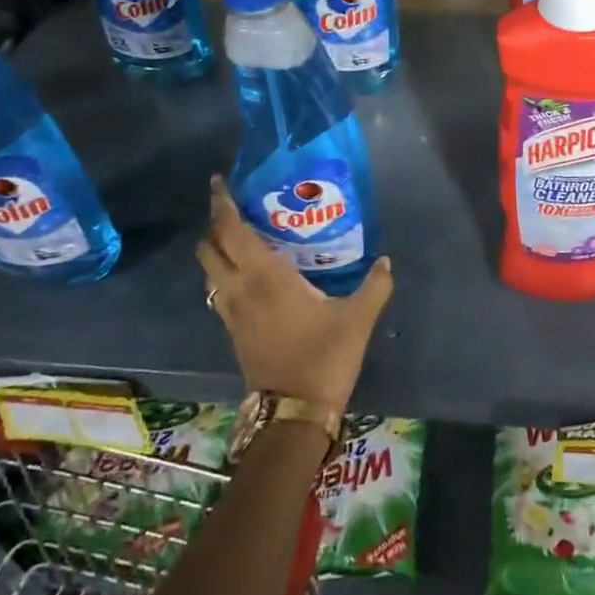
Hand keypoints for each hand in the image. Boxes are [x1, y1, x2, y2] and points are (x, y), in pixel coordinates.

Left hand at [197, 177, 393, 414]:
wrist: (293, 412)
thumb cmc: (324, 357)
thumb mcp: (358, 318)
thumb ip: (374, 285)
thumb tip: (385, 261)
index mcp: (265, 276)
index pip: (231, 231)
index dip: (221, 204)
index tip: (219, 182)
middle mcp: (240, 289)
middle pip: (210, 248)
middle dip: (214, 223)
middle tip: (234, 206)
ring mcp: (232, 312)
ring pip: (210, 272)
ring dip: (216, 249)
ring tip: (239, 236)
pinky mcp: (233, 331)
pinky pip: (218, 291)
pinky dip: (224, 273)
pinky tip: (248, 274)